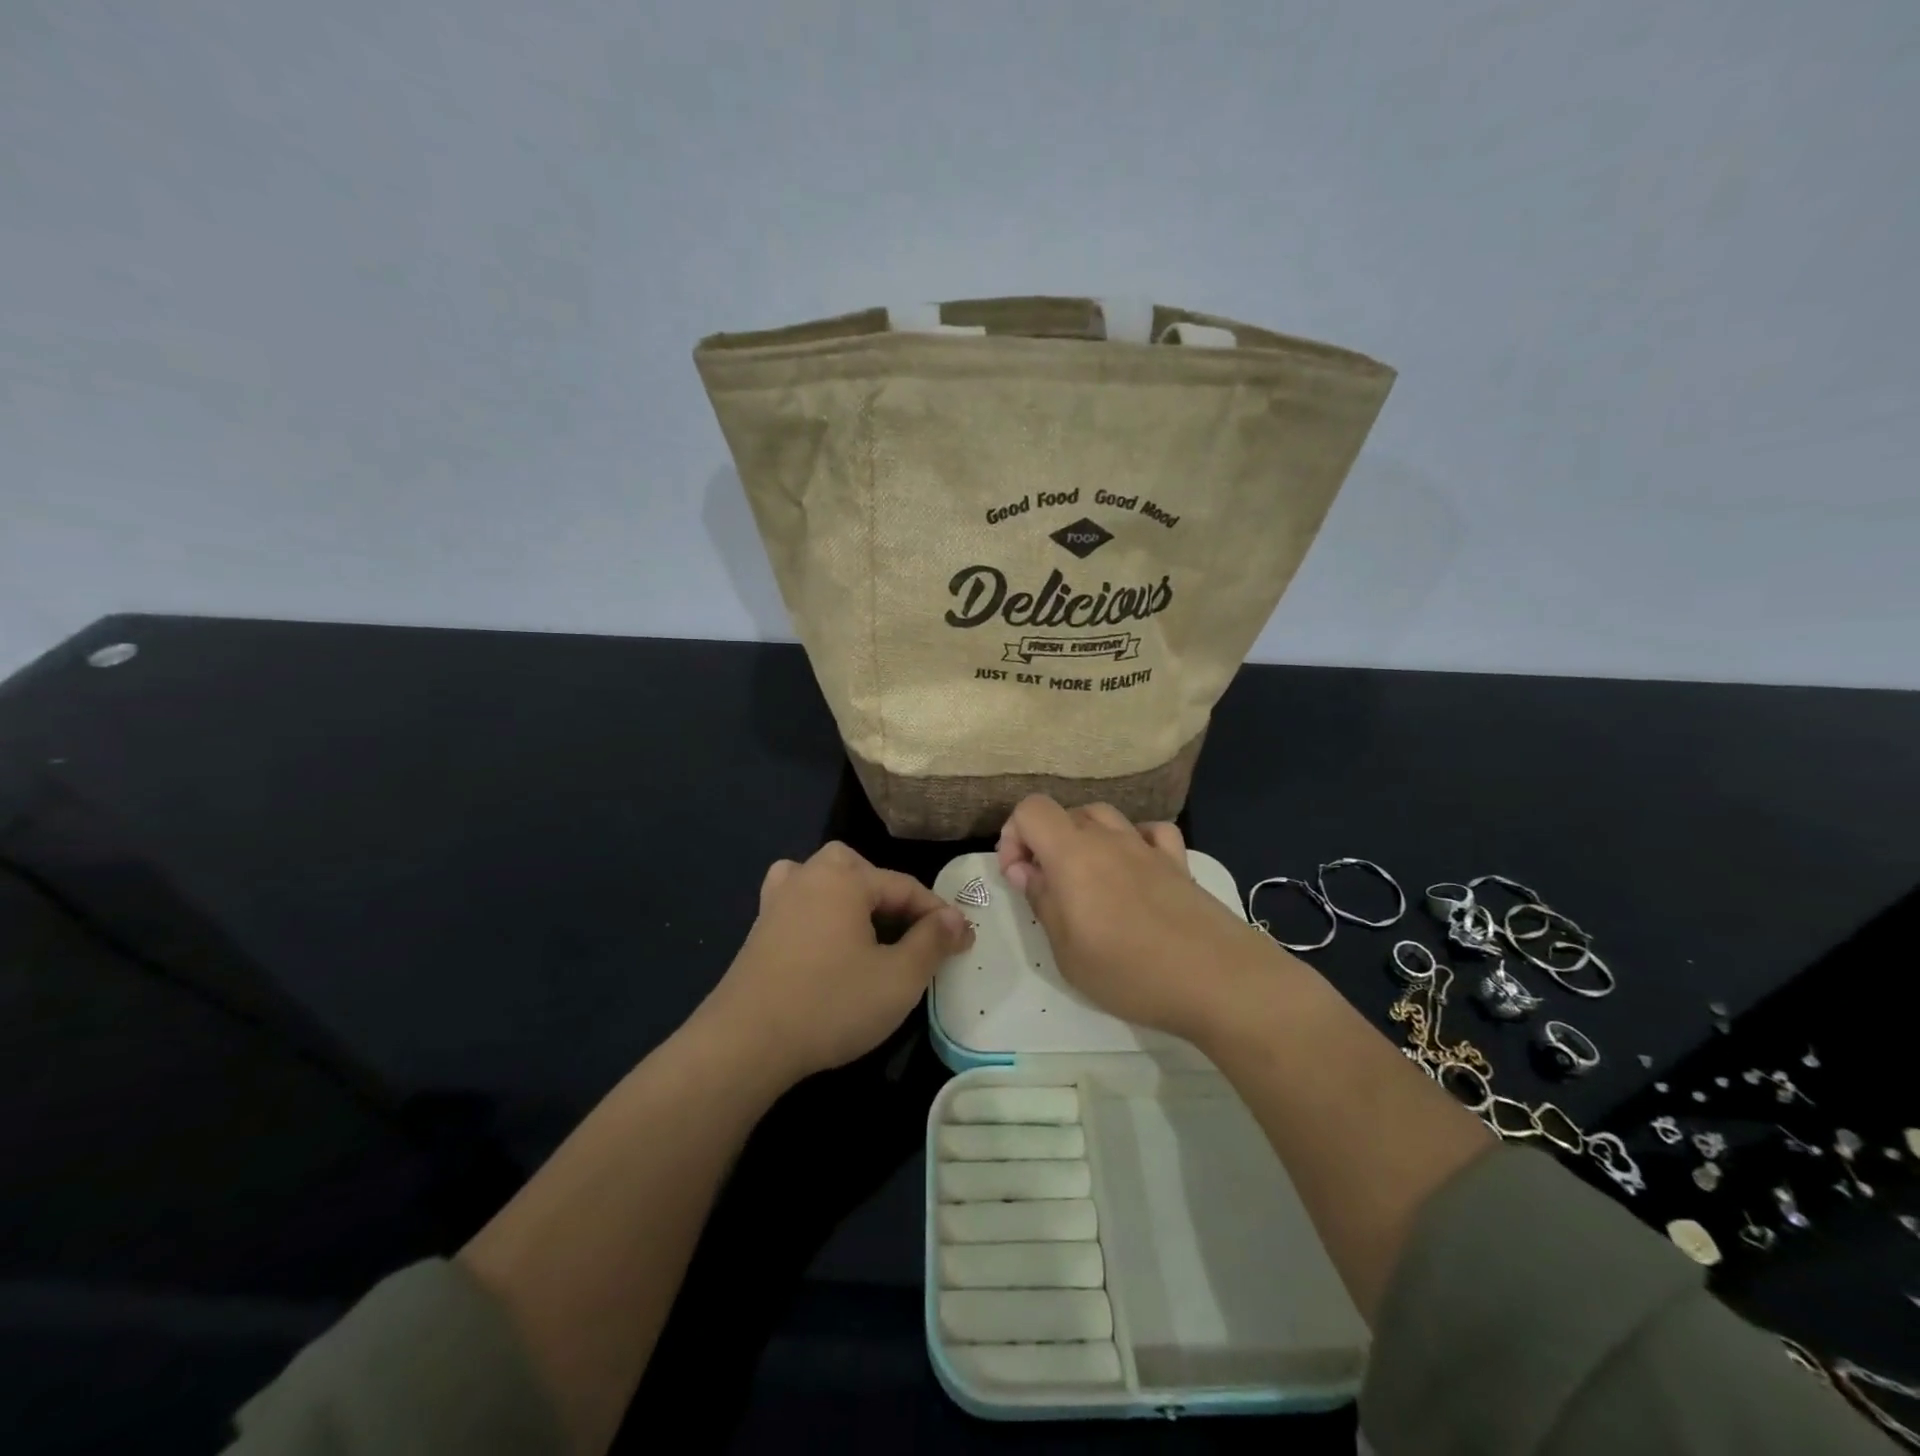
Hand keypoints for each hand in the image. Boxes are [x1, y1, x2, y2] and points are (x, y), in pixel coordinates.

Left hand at [698, 841, 974, 1088]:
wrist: (746, 1042)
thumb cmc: (831, 1003)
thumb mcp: (899, 978)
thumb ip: (932, 942)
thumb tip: (955, 918)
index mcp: (845, 878)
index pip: (904, 887)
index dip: (938, 915)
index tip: (963, 943)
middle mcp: (808, 876)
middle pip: (860, 871)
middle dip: (891, 897)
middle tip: (912, 933)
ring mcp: (777, 901)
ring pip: (824, 880)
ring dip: (852, 898)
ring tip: (868, 929)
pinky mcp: (759, 930)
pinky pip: (799, 903)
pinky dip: (819, 912)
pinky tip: (825, 939)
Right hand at [997, 796, 1271, 1041]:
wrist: (1219, 981)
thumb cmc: (1130, 972)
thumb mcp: (1067, 951)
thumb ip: (1042, 901)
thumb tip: (1025, 870)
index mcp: (1074, 854)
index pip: (1032, 809)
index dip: (1014, 834)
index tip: (1018, 875)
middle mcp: (1109, 839)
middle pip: (1066, 813)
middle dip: (1045, 841)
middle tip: (1047, 886)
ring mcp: (1148, 848)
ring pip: (1105, 816)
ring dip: (1084, 837)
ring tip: (1086, 878)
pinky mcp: (1179, 863)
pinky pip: (1150, 832)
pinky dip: (1133, 839)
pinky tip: (1135, 867)